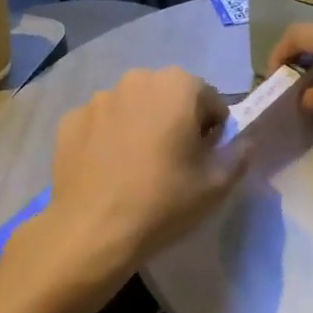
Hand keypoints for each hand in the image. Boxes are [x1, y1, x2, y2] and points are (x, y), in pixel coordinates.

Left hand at [39, 68, 246, 288]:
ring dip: (140, 127)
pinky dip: (107, 139)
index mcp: (178, 86)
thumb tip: (243, 142)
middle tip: (172, 163)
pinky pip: (100, 124)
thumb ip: (238, 155)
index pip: (210, 101)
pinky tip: (107, 171)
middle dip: (175, 121)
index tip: (202, 160)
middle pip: (168, 97)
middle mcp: (137, 80)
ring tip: (135, 169)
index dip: (212, 131)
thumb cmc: (163, 202)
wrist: (93, 231)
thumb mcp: (217, 185)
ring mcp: (98, 99)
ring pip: (132, 108)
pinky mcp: (70, 120)